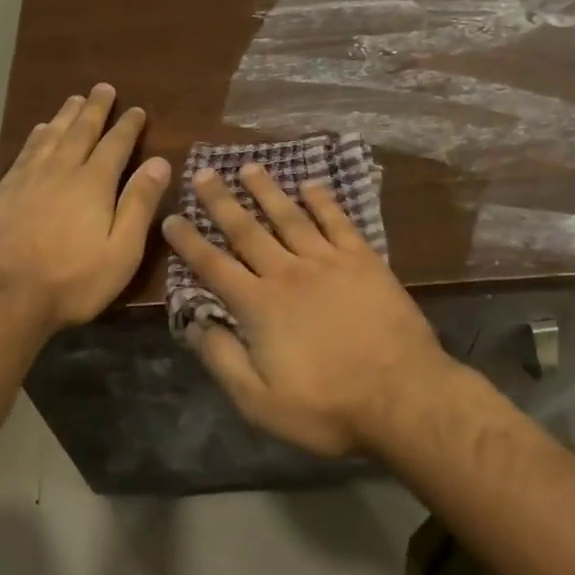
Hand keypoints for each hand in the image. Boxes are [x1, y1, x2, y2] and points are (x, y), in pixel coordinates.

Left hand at [0, 84, 170, 331]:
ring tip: (75, 99)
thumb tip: (160, 162)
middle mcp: (61, 170)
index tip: (137, 110)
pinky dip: (37, 135)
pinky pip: (25, 150)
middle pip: (81, 131)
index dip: (128, 126)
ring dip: (65, 115)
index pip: (115, 145)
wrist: (3, 297)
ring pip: (51, 135)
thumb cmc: (72, 281)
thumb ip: (139, 204)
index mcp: (93, 183)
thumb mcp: (121, 251)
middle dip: (95, 108)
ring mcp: (29, 178)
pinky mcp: (5, 190)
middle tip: (103, 88)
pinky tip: (39, 130)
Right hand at [162, 164, 458, 456]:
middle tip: (204, 172)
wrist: (403, 397)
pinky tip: (311, 185)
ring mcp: (328, 262)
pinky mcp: (364, 261)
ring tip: (250, 167)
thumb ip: (222, 358)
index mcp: (259, 305)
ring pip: (290, 217)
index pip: (214, 266)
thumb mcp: (259, 402)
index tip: (171, 218)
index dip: (190, 242)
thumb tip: (194, 323)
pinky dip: (323, 201)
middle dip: (222, 201)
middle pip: (247, 230)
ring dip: (267, 191)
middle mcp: (288, 273)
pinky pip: (338, 222)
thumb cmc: (327, 406)